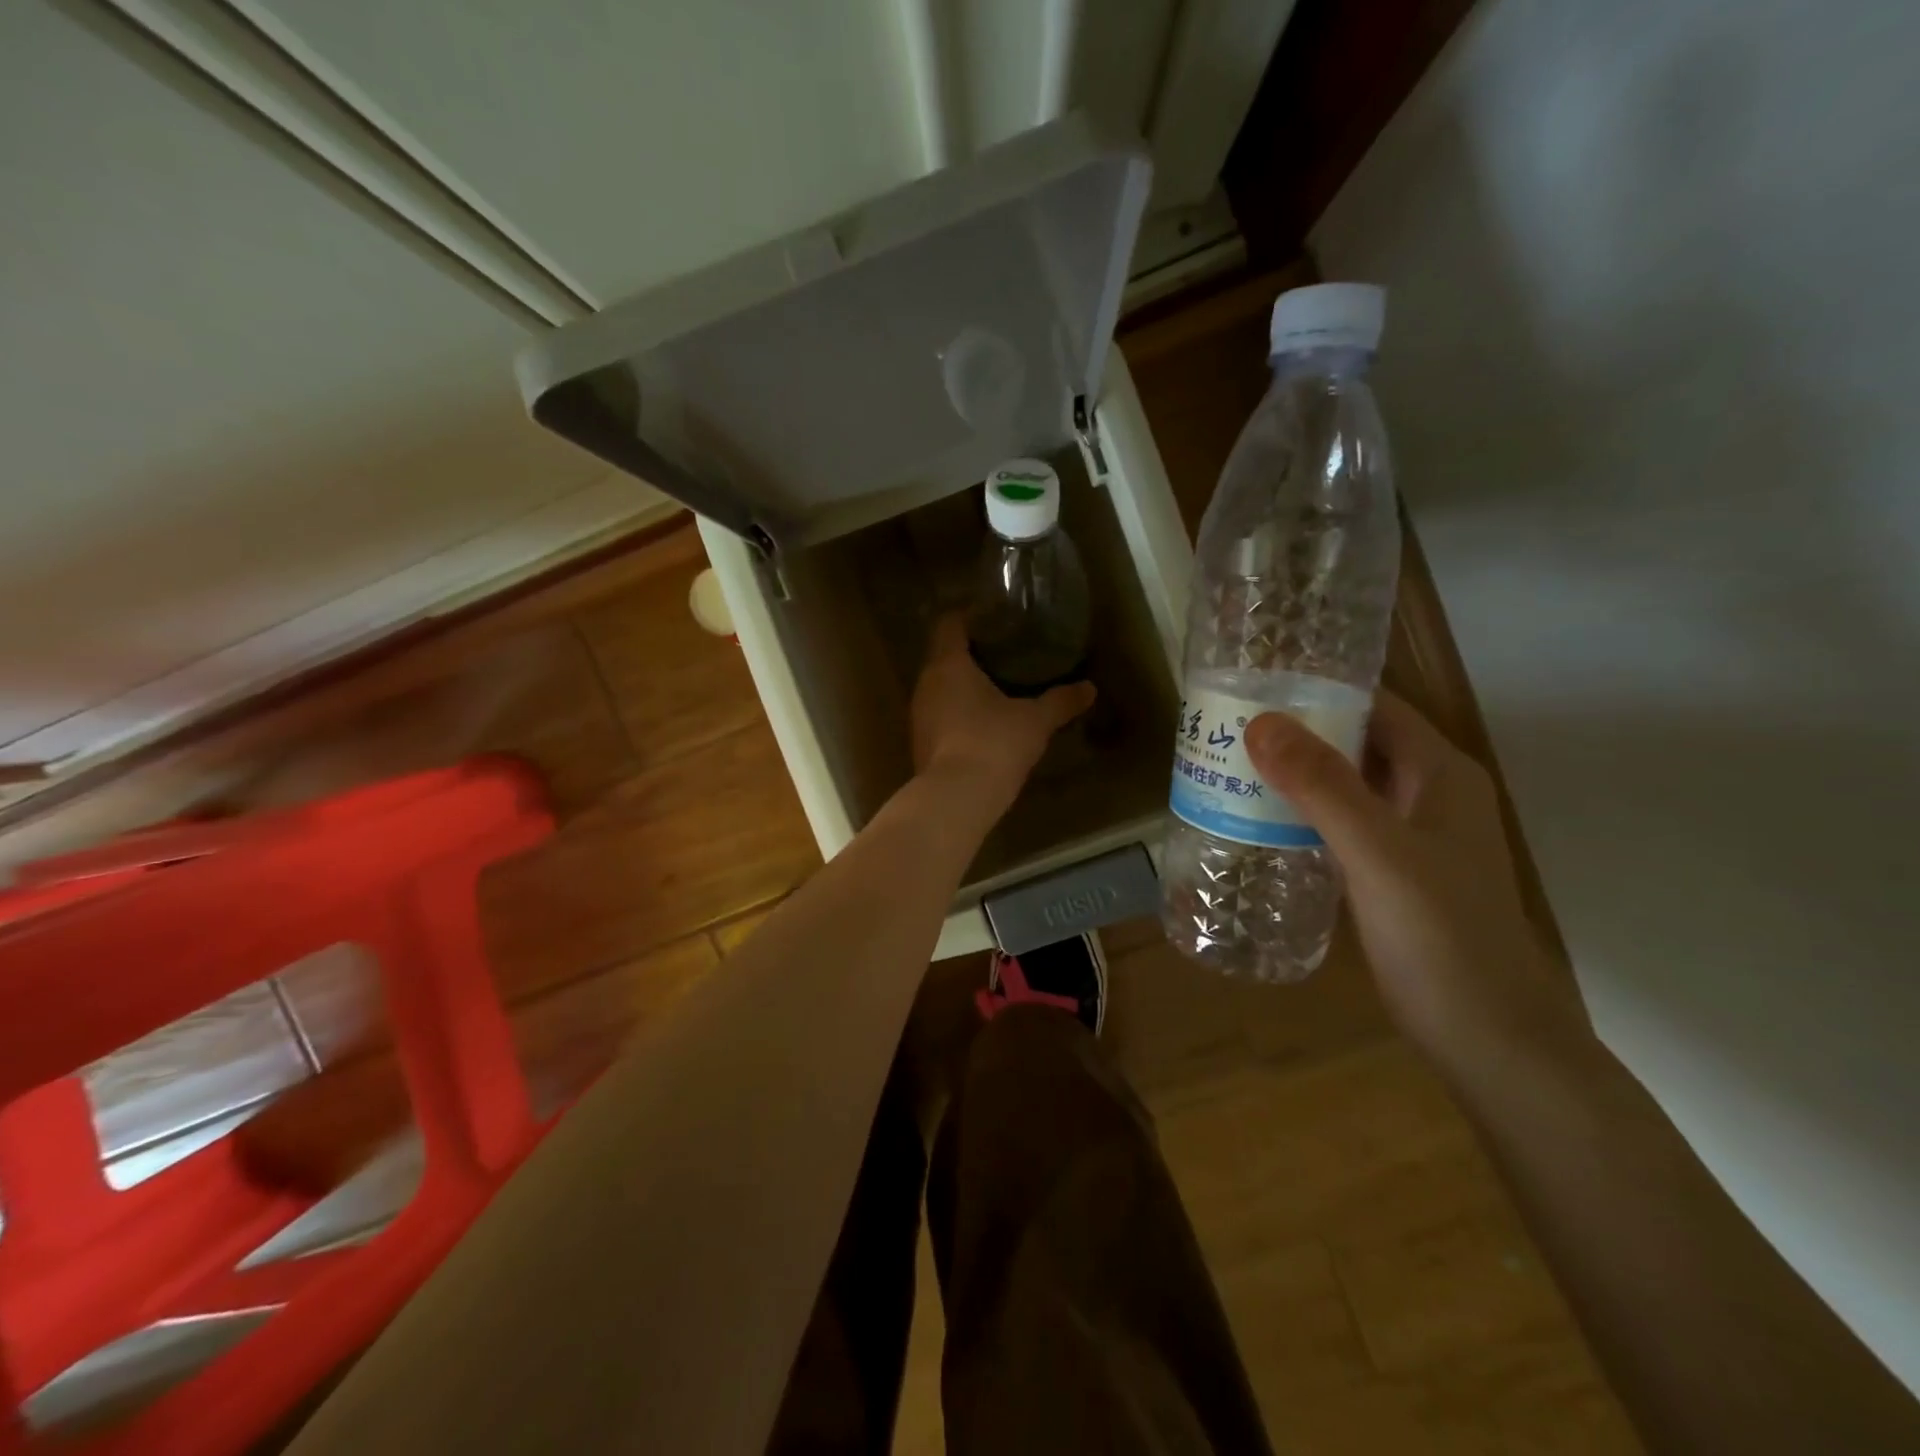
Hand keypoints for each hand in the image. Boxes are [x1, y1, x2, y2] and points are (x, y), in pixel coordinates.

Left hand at [910, 613, 1094, 810]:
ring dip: (964, 685)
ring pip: (940, 688)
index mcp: (948, 665)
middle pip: (944, 656)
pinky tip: (983, 723)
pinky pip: (940, 715)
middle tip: (1005, 653)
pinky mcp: (920, 743)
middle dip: (971, 653)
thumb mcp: (1035, 721)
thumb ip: (1060, 701)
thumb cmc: (994, 744)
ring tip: (997, 687)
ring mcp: (919, 716)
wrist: (956, 799)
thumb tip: (1089, 688)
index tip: (995, 618)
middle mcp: (926, 684)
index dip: (970, 616)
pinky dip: (958, 712)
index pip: (950, 624)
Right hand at [1243, 692, 1592, 1072]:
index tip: (1252, 687)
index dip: (1318, 690)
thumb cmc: (1441, 936)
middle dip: (1296, 733)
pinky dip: (1303, 815)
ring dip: (1295, 775)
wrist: (1489, 1040)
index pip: (1375, 706)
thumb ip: (1322, 786)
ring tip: (1229, 767)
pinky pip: (1342, 824)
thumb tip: (1261, 722)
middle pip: (1357, 743)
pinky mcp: (1393, 872)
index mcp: (1440, 773)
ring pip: (1347, 785)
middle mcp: (1429, 794)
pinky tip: (1259, 823)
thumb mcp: (1377, 853)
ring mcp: (1413, 836)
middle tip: (1226, 728)